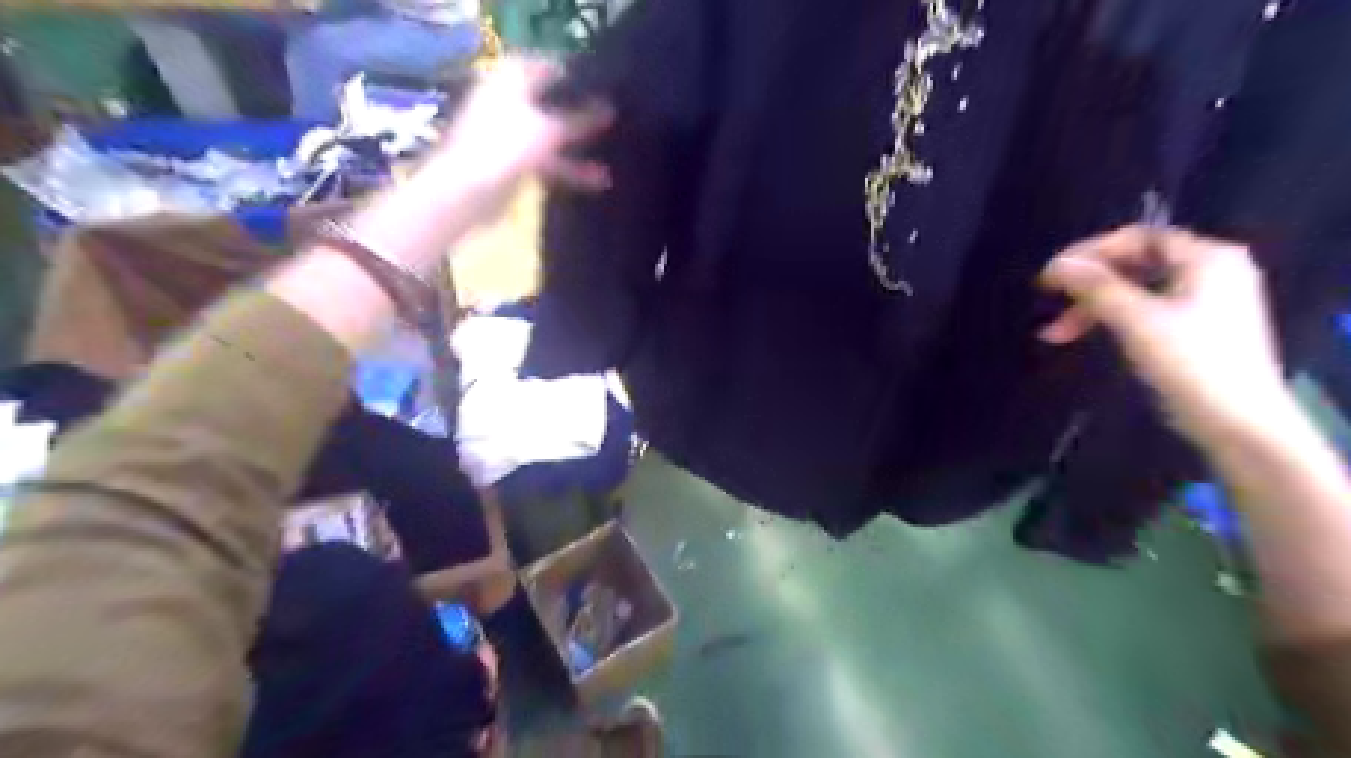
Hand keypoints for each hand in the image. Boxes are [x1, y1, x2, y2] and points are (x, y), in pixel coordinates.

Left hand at [428, 57, 614, 218]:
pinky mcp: (513, 163)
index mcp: (512, 79)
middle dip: (579, 112)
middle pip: (550, 102)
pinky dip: (569, 169)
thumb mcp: (550, 130)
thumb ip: (581, 119)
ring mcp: (510, 133)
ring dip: (579, 146)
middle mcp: (509, 100)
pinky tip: (596, 181)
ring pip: (551, 135)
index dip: (575, 74)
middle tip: (611, 117)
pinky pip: (548, 161)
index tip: (604, 85)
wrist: (467, 190)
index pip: (548, 65)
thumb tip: (609, 109)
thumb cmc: (505, 145)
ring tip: (613, 157)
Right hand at [1043, 223, 1286, 439]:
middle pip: (1134, 264)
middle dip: (1087, 284)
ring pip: (1135, 291)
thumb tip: (1056, 264)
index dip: (1090, 251)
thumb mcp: (1136, 320)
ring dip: (1092, 307)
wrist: (1238, 422)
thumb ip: (1095, 287)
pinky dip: (1112, 320)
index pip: (1138, 237)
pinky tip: (1087, 338)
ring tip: (1055, 334)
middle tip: (1049, 301)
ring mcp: (1206, 301)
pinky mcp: (1197, 328)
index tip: (1051, 274)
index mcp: (1207, 258)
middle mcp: (1210, 271)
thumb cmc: (1190, 362)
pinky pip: (1145, 310)